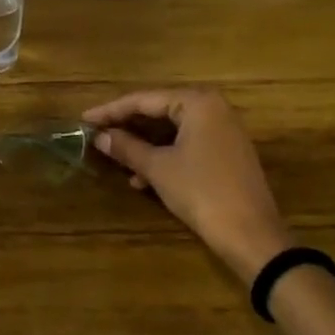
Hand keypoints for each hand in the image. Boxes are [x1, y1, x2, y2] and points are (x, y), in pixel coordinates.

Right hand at [83, 88, 293, 278]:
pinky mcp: (227, 152)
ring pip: (172, 130)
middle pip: (158, 111)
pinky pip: (187, 144)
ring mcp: (223, 130)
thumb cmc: (201, 192)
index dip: (110, 111)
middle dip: (127, 127)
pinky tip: (142, 178)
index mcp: (197, 102)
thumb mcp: (158, 168)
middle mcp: (213, 108)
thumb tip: (99, 137)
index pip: (143, 100)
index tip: (84, 119)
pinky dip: (163, 156)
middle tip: (97, 135)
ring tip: (116, 160)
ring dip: (143, 145)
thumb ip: (126, 147)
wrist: (251, 234)